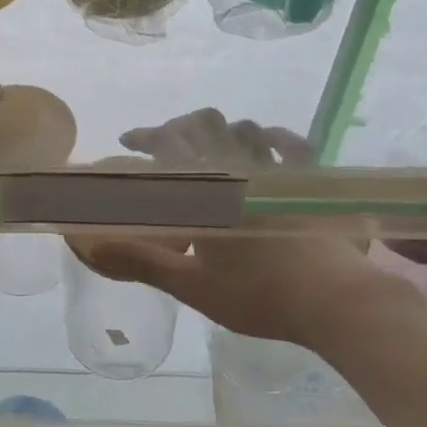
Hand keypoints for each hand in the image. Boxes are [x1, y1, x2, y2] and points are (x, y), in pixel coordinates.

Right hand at [85, 109, 416, 346]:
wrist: (333, 302)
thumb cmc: (259, 295)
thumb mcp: (192, 286)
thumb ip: (143, 262)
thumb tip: (93, 247)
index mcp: (208, 187)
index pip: (168, 143)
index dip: (145, 135)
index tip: (129, 140)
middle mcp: (240, 166)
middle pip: (204, 124)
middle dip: (179, 127)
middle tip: (167, 146)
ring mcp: (279, 169)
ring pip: (244, 127)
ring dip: (222, 130)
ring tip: (212, 146)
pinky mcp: (311, 179)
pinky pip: (292, 143)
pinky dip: (275, 135)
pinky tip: (268, 140)